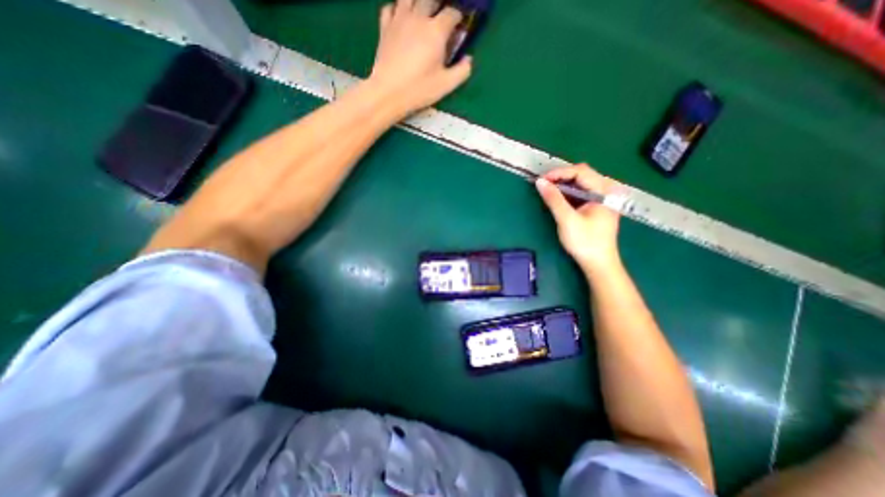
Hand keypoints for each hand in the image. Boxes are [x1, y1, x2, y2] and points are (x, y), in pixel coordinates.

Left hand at [368, 0, 472, 113]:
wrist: (388, 93)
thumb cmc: (419, 90)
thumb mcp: (446, 85)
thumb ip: (462, 71)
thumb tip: (469, 59)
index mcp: (436, 31)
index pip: (452, 13)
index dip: (458, 17)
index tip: (460, 26)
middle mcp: (418, 18)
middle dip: (439, 4)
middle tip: (441, 17)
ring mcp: (399, 19)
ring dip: (418, 2)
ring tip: (422, 14)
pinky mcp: (384, 27)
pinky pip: (390, 7)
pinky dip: (397, 9)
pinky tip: (401, 18)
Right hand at [532, 164, 620, 277]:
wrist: (598, 263)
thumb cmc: (585, 242)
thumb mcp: (567, 220)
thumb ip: (554, 199)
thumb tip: (540, 182)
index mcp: (604, 191)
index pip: (581, 171)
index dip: (559, 173)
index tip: (541, 180)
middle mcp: (606, 191)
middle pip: (582, 174)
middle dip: (561, 177)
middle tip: (543, 184)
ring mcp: (602, 198)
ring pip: (581, 183)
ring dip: (563, 185)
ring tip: (547, 190)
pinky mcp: (596, 206)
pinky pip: (581, 192)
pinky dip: (568, 193)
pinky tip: (558, 199)